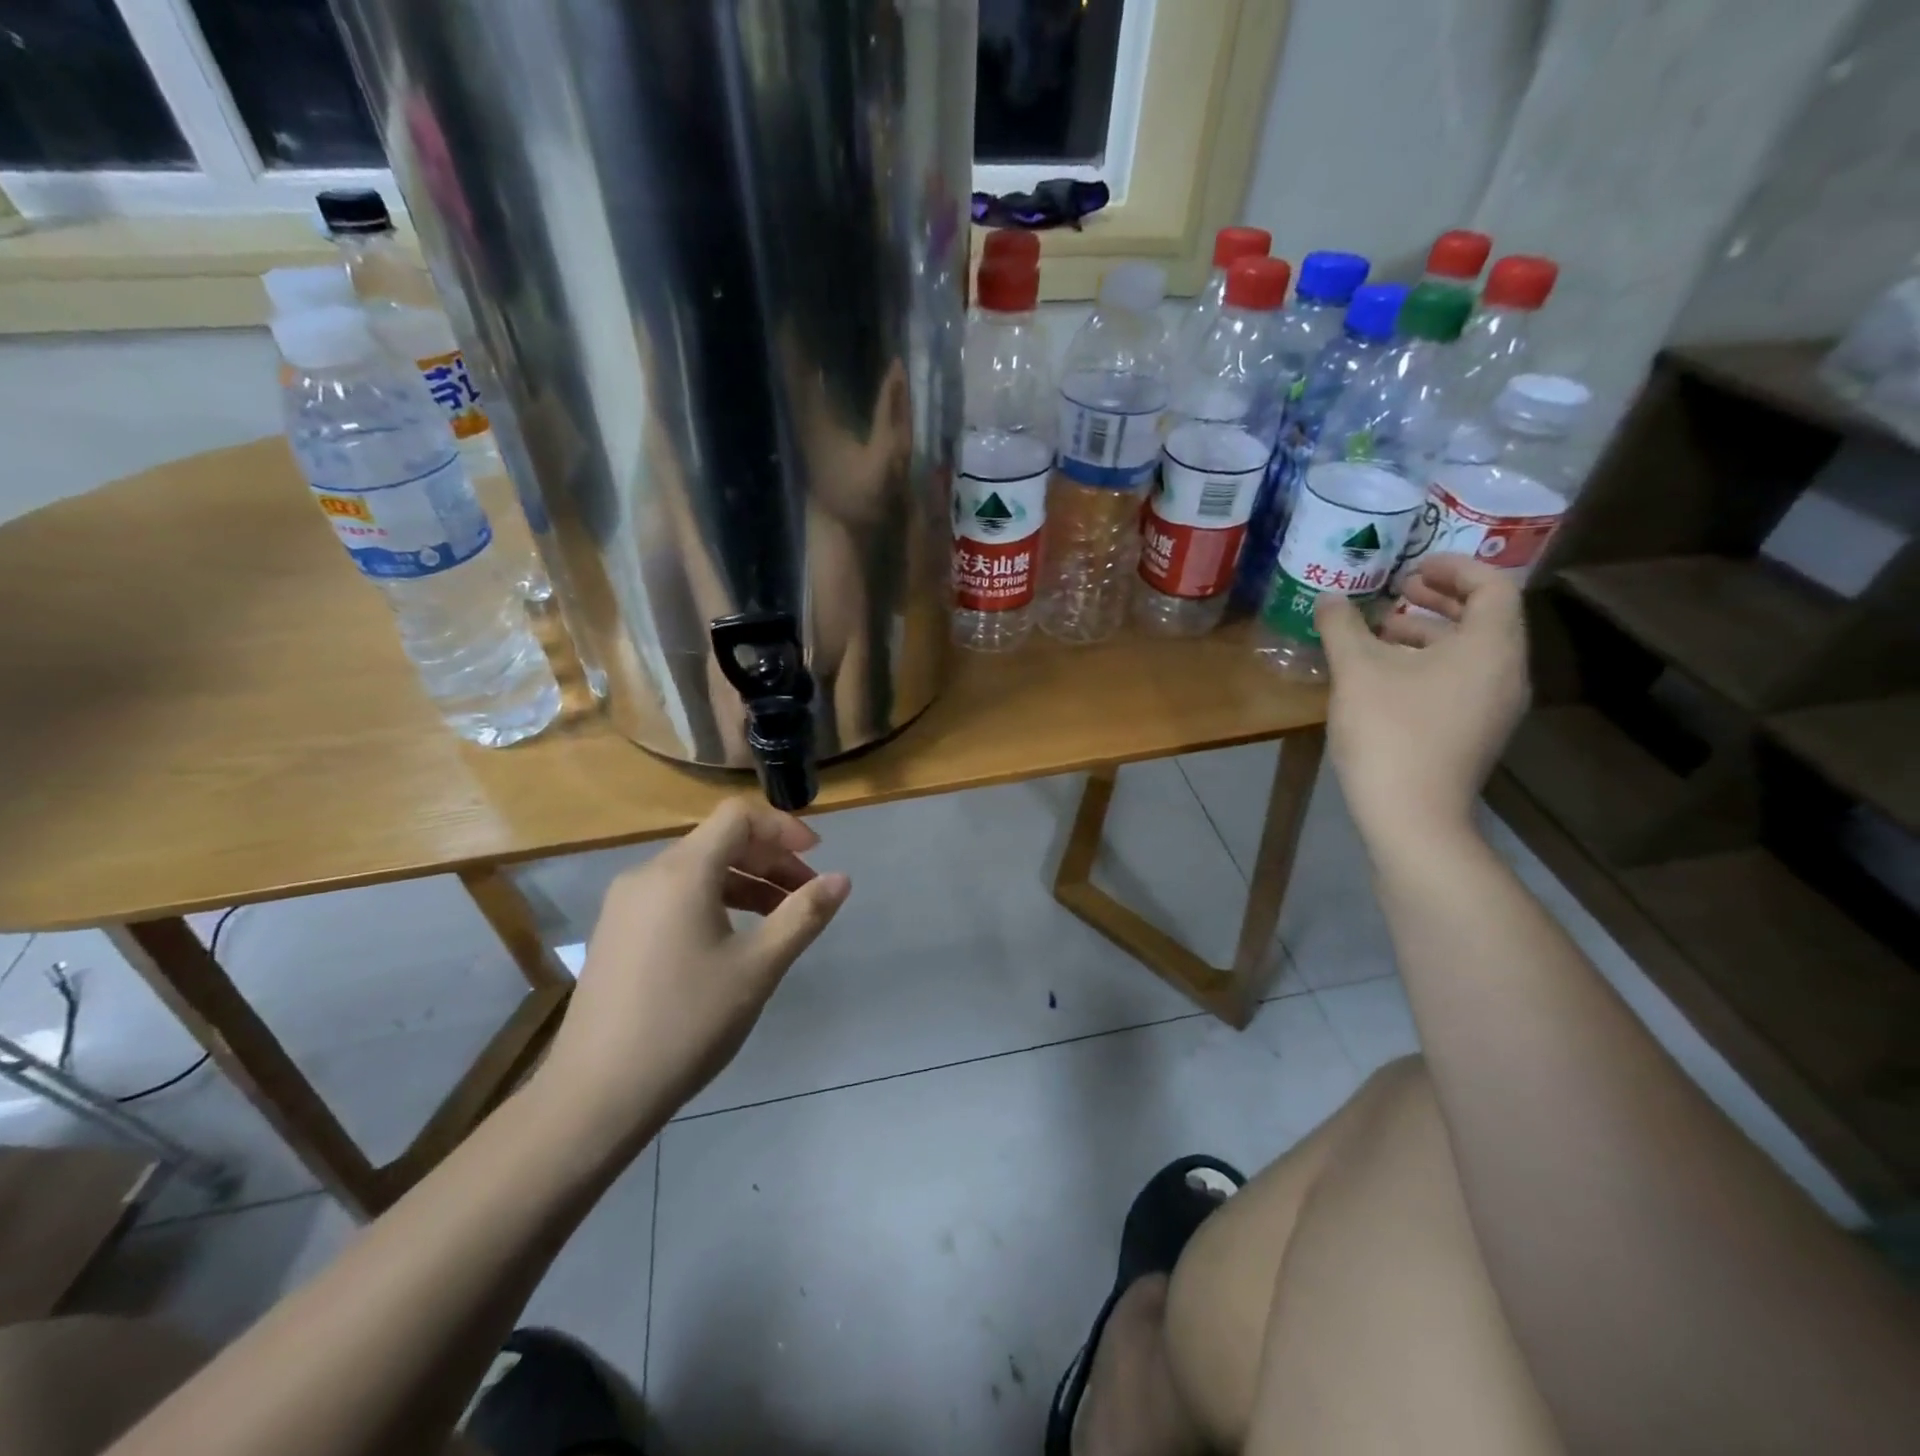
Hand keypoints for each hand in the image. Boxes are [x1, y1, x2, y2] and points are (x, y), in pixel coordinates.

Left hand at [538, 800, 850, 1145]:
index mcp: (682, 872)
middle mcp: (647, 874)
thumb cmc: (687, 1023)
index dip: (782, 827)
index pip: (738, 817)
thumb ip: (803, 915)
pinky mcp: (616, 933)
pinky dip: (713, 900)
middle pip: (719, 841)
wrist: (595, 1095)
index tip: (816, 856)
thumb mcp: (758, 967)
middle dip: (769, 859)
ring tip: (778, 919)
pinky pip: (674, 896)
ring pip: (696, 870)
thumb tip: (841, 879)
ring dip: (744, 882)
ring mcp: (625, 904)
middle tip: (806, 894)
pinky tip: (732, 940)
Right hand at [1315, 554, 1528, 848]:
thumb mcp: (1357, 671)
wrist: (1412, 814)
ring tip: (1380, 634)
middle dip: (1439, 599)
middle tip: (1396, 592)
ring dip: (1429, 633)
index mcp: (1491, 646)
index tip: (1411, 567)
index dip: (1453, 567)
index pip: (1491, 586)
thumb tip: (1328, 598)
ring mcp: (1495, 706)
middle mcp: (1506, 672)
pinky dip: (1430, 664)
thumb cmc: (1390, 731)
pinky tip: (1385, 676)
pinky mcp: (1477, 732)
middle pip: (1484, 618)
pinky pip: (1462, 680)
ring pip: (1470, 652)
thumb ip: (1342, 626)